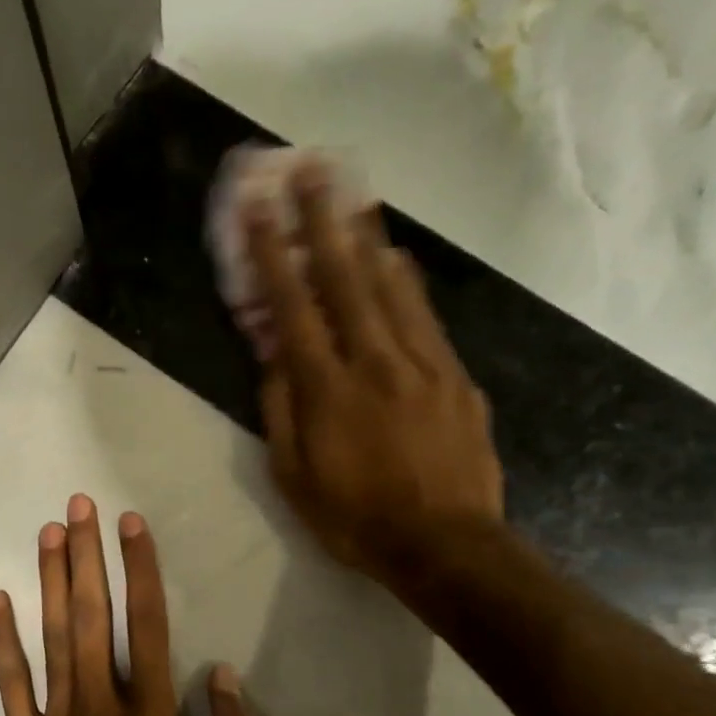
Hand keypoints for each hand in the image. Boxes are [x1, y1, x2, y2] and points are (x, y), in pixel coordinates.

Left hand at [0, 495, 259, 715]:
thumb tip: (224, 675)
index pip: (150, 626)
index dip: (142, 570)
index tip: (132, 524)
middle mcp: (102, 708)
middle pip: (94, 616)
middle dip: (88, 556)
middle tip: (80, 505)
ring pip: (53, 638)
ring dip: (52, 581)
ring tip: (49, 532)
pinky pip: (12, 686)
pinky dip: (2, 642)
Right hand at [247, 161, 504, 587]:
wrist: (446, 546)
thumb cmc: (355, 518)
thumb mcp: (293, 476)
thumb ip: (280, 410)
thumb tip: (273, 356)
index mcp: (327, 390)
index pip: (292, 308)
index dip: (272, 255)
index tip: (259, 209)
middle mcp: (374, 362)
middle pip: (344, 278)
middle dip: (321, 220)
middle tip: (310, 169)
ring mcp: (422, 365)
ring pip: (390, 287)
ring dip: (366, 235)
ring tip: (353, 192)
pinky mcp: (455, 377)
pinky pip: (426, 316)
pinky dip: (406, 280)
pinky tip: (395, 256)